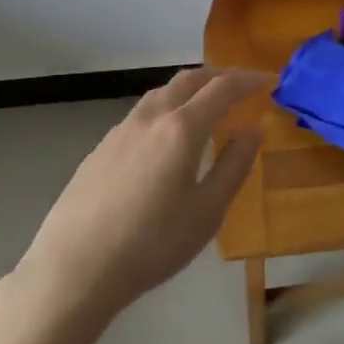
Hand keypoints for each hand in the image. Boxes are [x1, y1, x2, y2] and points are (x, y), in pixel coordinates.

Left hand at [14, 67, 268, 325]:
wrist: (74, 268)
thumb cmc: (151, 244)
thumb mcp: (207, 212)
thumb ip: (234, 166)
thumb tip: (253, 130)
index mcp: (182, 127)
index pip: (223, 87)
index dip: (249, 80)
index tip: (269, 81)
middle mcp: (152, 116)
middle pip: (190, 78)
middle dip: (220, 75)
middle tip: (241, 85)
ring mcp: (122, 129)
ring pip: (163, 92)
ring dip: (191, 87)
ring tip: (206, 103)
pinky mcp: (101, 147)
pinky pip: (143, 112)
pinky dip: (167, 107)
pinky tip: (166, 135)